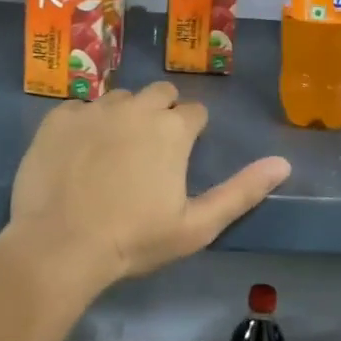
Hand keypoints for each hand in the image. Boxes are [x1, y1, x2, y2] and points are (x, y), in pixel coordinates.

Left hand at [8, 82, 291, 289]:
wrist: (60, 246)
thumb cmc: (135, 240)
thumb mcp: (197, 225)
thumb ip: (242, 191)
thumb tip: (283, 164)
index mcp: (172, 129)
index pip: (195, 112)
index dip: (192, 132)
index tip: (182, 156)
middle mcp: (136, 107)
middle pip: (160, 94)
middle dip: (162, 113)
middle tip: (151, 151)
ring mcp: (93, 109)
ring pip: (119, 99)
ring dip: (124, 116)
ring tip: (113, 152)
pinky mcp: (57, 118)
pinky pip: (80, 109)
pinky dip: (85, 124)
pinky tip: (79, 154)